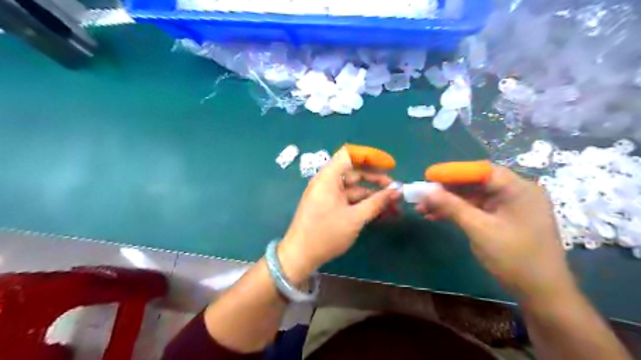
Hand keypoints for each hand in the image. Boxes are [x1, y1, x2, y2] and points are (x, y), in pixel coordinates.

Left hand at [278, 147, 398, 281]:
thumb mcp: (355, 218)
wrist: (299, 255)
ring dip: (372, 195)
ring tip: (393, 207)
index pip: (350, 154)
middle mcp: (327, 182)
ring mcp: (327, 194)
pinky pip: (348, 199)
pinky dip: (363, 204)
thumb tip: (396, 191)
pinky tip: (379, 213)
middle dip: (376, 180)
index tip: (389, 166)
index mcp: (329, 177)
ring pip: (353, 188)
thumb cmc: (326, 233)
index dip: (371, 156)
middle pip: (354, 171)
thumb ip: (377, 202)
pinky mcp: (328, 206)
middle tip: (395, 190)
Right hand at [417, 168, 575, 301]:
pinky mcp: (505, 218)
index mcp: (518, 189)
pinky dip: (459, 212)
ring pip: (474, 197)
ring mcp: (511, 206)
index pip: (480, 171)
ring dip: (450, 202)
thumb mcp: (479, 229)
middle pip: (476, 183)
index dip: (452, 172)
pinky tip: (438, 216)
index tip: (428, 176)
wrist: (542, 293)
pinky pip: (478, 208)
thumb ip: (452, 206)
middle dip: (447, 190)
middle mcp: (517, 192)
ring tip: (424, 209)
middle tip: (423, 195)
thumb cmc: (514, 258)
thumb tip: (426, 191)